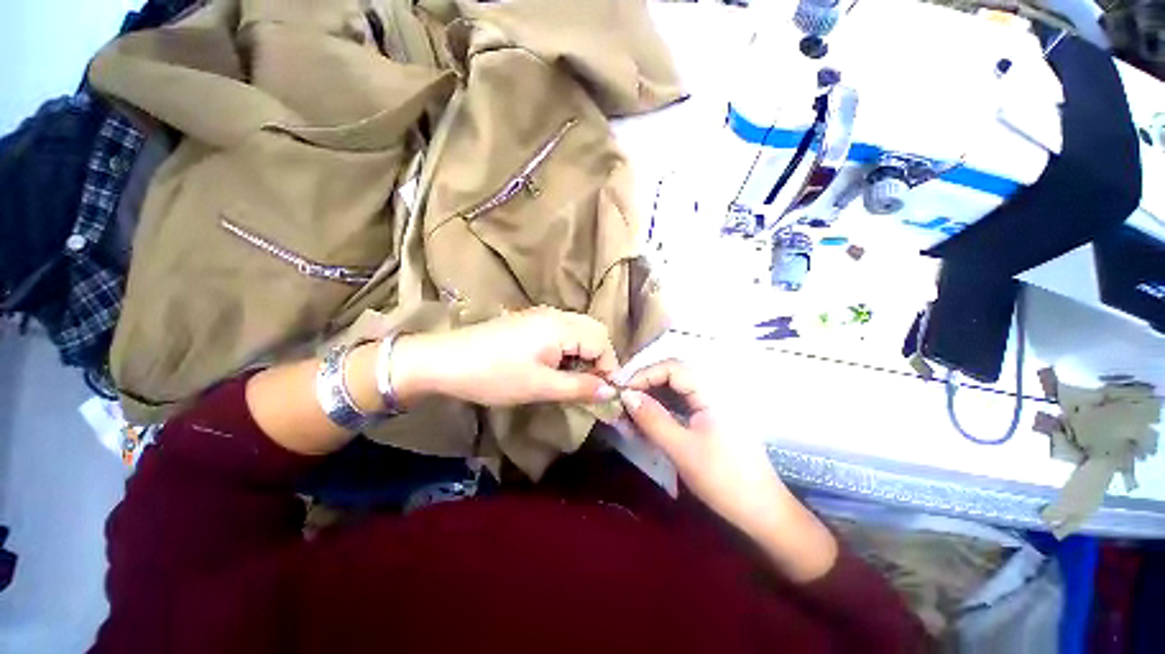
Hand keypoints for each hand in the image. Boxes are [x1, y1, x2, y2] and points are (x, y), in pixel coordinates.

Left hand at [393, 307, 619, 406]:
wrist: (445, 361)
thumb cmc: (494, 375)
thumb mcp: (540, 387)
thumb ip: (579, 387)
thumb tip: (610, 391)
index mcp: (561, 326)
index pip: (602, 341)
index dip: (608, 367)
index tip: (604, 393)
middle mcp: (556, 315)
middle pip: (594, 331)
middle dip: (599, 359)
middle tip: (591, 386)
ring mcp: (542, 315)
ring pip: (579, 331)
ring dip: (584, 354)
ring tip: (574, 379)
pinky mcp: (531, 322)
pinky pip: (563, 332)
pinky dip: (569, 349)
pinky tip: (557, 367)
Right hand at [620, 361, 837, 581]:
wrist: (762, 513)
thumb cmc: (723, 479)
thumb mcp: (681, 449)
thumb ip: (652, 418)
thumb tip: (625, 395)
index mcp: (711, 392)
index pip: (672, 367)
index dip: (645, 374)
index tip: (623, 393)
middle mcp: (713, 392)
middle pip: (673, 376)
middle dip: (646, 386)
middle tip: (624, 404)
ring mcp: (712, 406)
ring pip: (675, 391)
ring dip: (652, 399)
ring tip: (631, 415)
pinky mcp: (710, 420)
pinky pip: (681, 406)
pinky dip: (662, 411)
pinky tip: (648, 424)